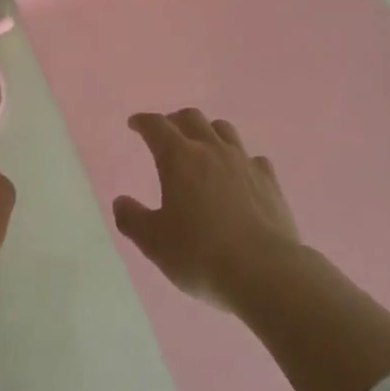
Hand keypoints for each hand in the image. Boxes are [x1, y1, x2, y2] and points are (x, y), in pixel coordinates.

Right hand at [113, 109, 299, 309]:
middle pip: (192, 118)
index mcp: (179, 158)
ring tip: (203, 146)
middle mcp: (211, 150)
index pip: (156, 126)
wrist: (265, 272)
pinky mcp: (269, 181)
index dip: (143, 121)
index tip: (135, 124)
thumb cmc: (201, 255)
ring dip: (208, 131)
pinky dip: (241, 160)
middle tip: (167, 132)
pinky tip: (240, 174)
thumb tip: (120, 201)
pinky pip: (253, 158)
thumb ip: (132, 219)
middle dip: (175, 120)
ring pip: (224, 130)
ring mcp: (244, 162)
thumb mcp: (154, 243)